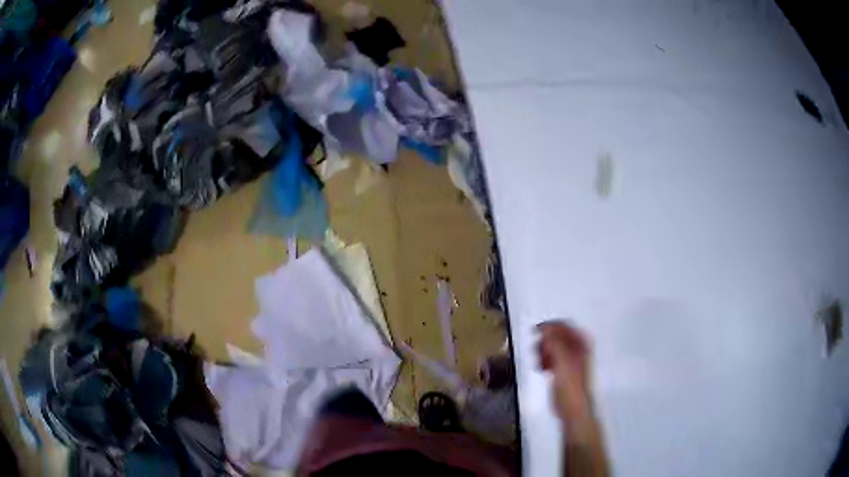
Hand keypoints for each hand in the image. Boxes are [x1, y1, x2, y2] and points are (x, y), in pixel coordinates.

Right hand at [536, 321, 593, 429]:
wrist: (572, 408)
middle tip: (537, 351)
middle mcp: (577, 349)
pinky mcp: (563, 370)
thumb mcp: (562, 360)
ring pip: (553, 347)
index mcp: (581, 344)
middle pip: (557, 336)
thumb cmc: (570, 385)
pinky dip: (545, 360)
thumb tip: (546, 328)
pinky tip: (541, 368)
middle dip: (545, 342)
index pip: (565, 326)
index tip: (536, 331)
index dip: (550, 326)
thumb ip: (555, 342)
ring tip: (538, 361)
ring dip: (543, 351)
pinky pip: (552, 358)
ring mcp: (570, 360)